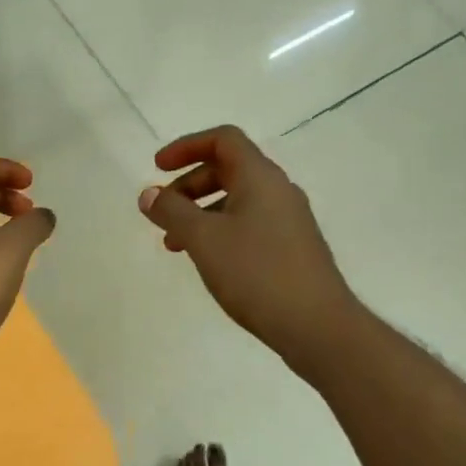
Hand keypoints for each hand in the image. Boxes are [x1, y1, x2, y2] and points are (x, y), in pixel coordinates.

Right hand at [140, 125, 357, 372]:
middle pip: (228, 169)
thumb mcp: (204, 239)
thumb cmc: (256, 273)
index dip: (186, 147)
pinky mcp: (292, 248)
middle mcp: (279, 191)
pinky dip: (220, 232)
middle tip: (162, 213)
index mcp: (260, 177)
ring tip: (175, 245)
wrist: (316, 325)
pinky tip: (208, 262)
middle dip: (189, 186)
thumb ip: (172, 212)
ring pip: (237, 201)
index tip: (157, 168)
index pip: (223, 140)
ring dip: (201, 213)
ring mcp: (289, 221)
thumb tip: (148, 193)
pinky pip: (249, 225)